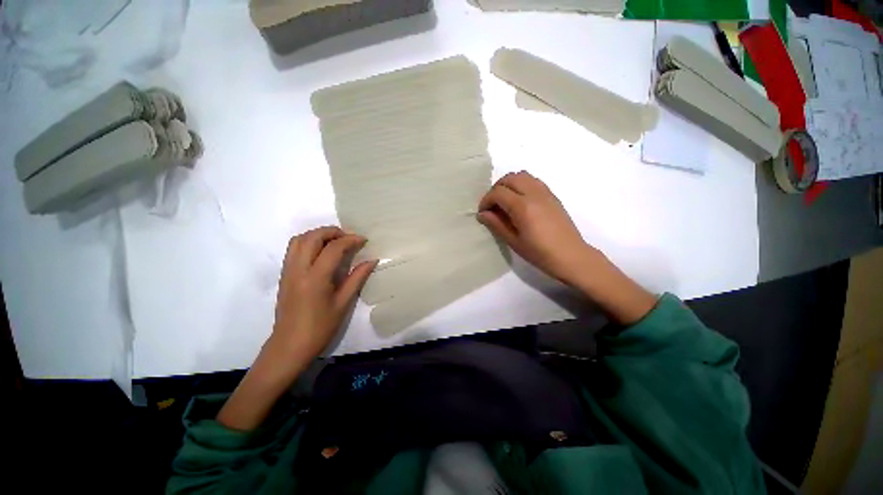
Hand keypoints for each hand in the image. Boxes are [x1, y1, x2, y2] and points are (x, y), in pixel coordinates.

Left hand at [271, 226, 376, 360]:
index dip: (350, 240)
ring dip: (318, 234)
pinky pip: (293, 249)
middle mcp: (298, 269)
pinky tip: (321, 252)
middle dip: (332, 231)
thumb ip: (357, 278)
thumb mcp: (343, 303)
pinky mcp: (284, 275)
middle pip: (312, 237)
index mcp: (315, 278)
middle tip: (349, 238)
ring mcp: (288, 271)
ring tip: (335, 242)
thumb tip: (372, 260)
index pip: (333, 248)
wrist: (289, 346)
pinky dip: (308, 242)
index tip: (363, 240)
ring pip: (299, 240)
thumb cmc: (320, 327)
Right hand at [477, 171, 601, 287]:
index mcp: (523, 207)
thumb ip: (496, 224)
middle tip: (492, 205)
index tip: (483, 212)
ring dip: (509, 184)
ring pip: (522, 175)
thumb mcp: (514, 242)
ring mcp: (545, 192)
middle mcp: (534, 194)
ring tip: (505, 202)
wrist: (571, 256)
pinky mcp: (552, 195)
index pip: (498, 192)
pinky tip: (520, 202)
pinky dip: (522, 185)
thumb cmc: (540, 253)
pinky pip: (533, 181)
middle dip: (496, 189)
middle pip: (510, 178)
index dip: (486, 200)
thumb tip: (482, 214)